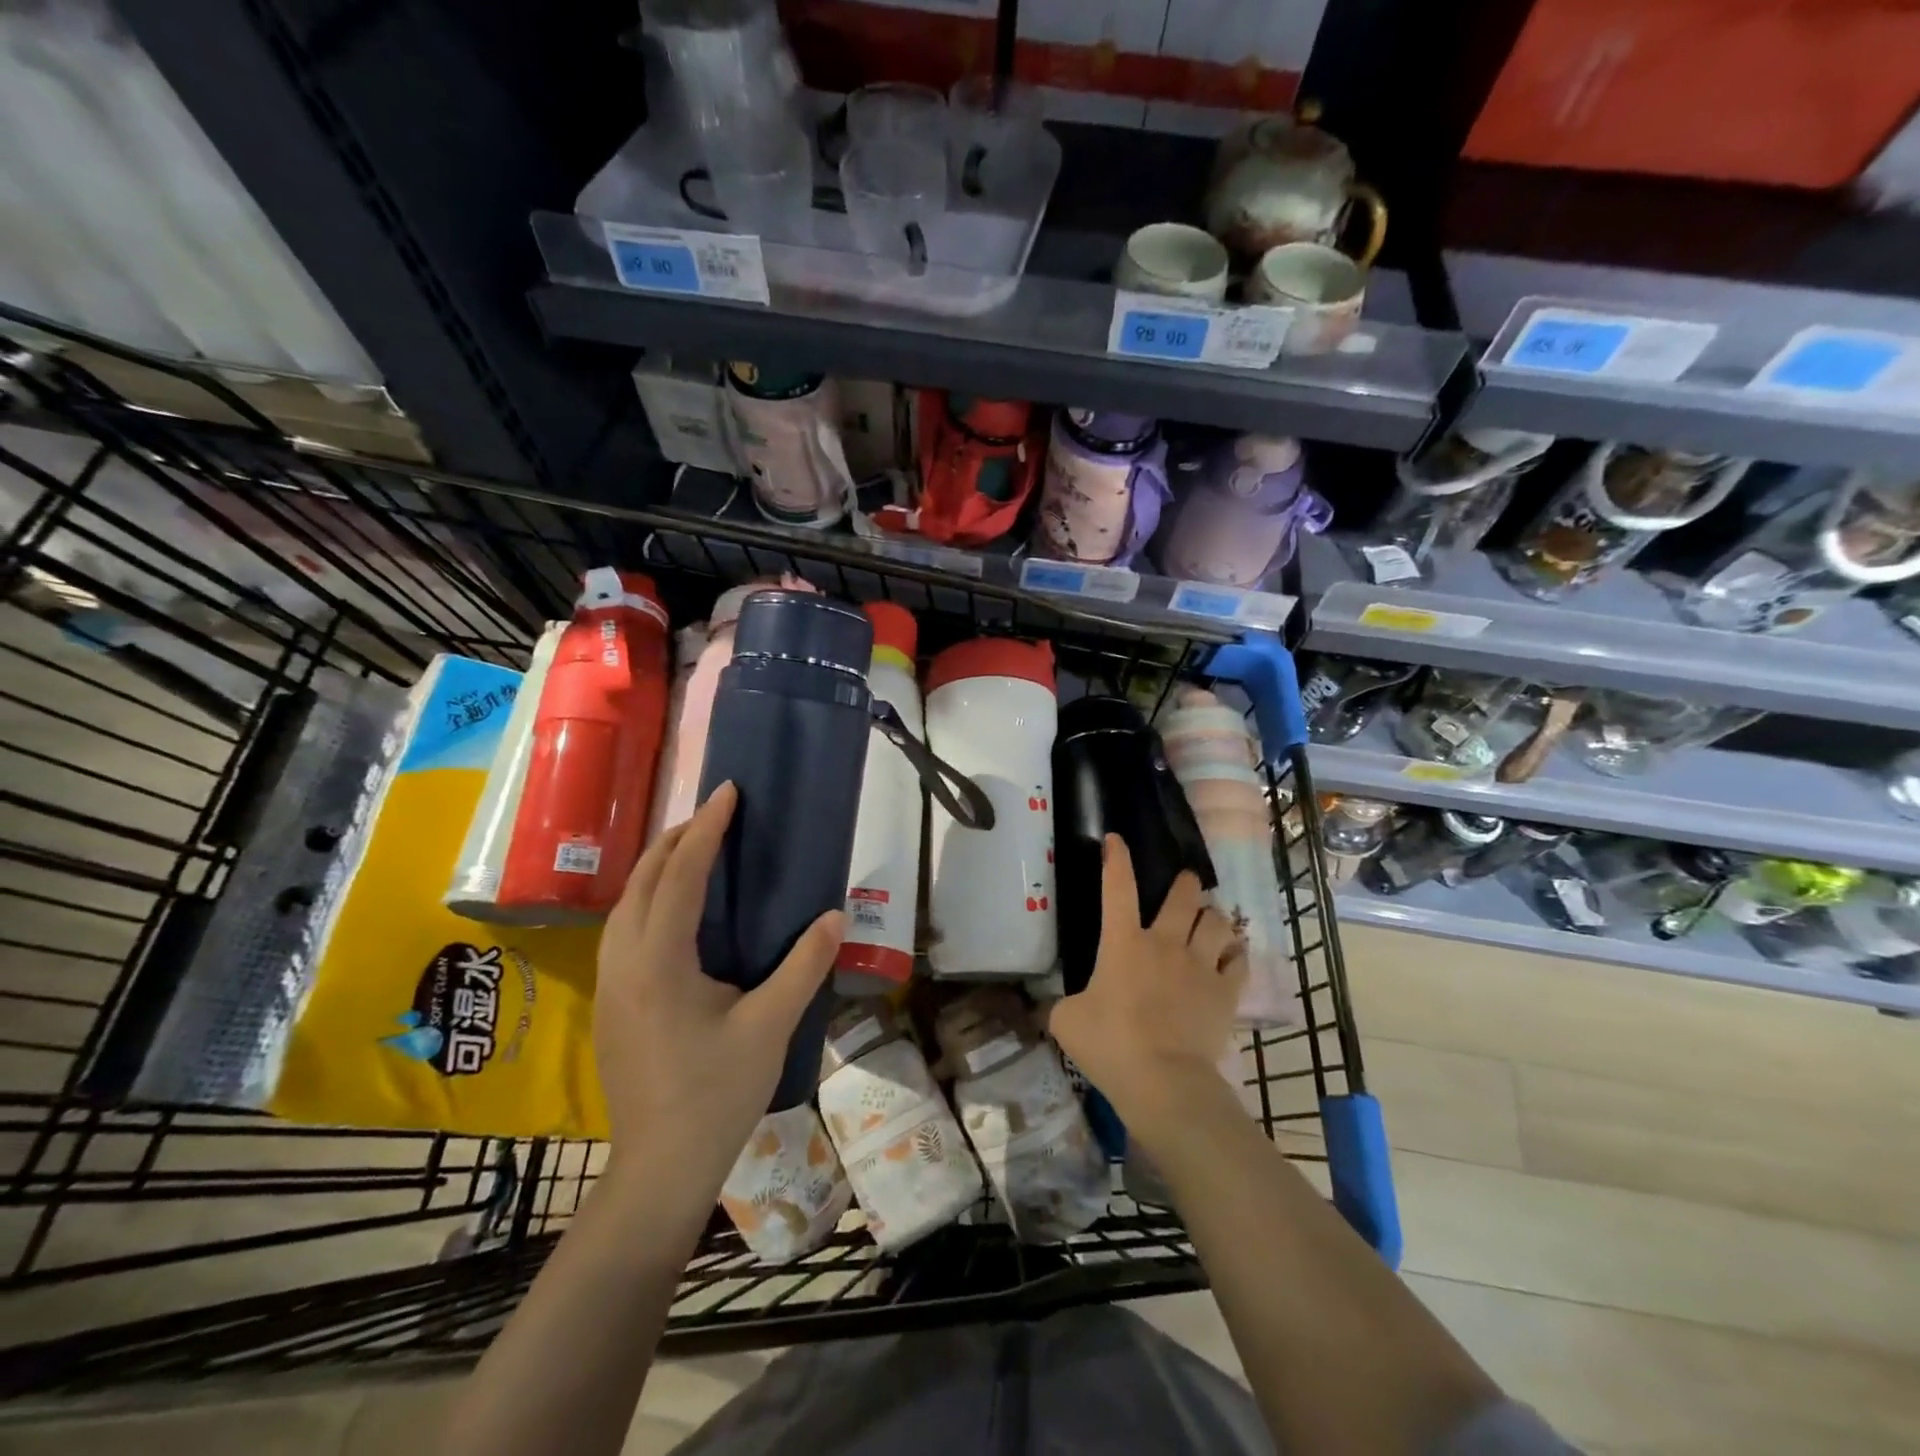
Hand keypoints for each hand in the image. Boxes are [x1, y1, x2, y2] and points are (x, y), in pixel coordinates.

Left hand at [593, 782, 844, 1191]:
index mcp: (658, 961)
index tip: (729, 791)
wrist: (659, 1169)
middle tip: (716, 813)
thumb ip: (803, 966)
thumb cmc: (716, 1095)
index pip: (680, 875)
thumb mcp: (770, 1027)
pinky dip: (649, 897)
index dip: (706, 829)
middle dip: (676, 838)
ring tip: (697, 847)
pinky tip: (676, 907)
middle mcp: (623, 961)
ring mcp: (610, 983)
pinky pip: (624, 927)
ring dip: (659, 866)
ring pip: (625, 902)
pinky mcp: (611, 1002)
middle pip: (642, 879)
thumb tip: (834, 917)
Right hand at [1047, 835, 1246, 1144]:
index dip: (1116, 859)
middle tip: (1185, 884)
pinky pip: (1239, 960)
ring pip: (1217, 922)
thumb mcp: (1066, 1022)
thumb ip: (1060, 1003)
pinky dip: (1235, 953)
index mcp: (1123, 943)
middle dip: (1185, 884)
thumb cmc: (1110, 1045)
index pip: (1118, 887)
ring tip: (1210, 920)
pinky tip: (1232, 956)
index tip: (1116, 840)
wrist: (1164, 1081)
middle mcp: (1165, 943)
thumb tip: (1053, 1003)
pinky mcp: (1225, 992)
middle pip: (1183, 897)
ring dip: (1212, 917)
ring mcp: (1200, 965)